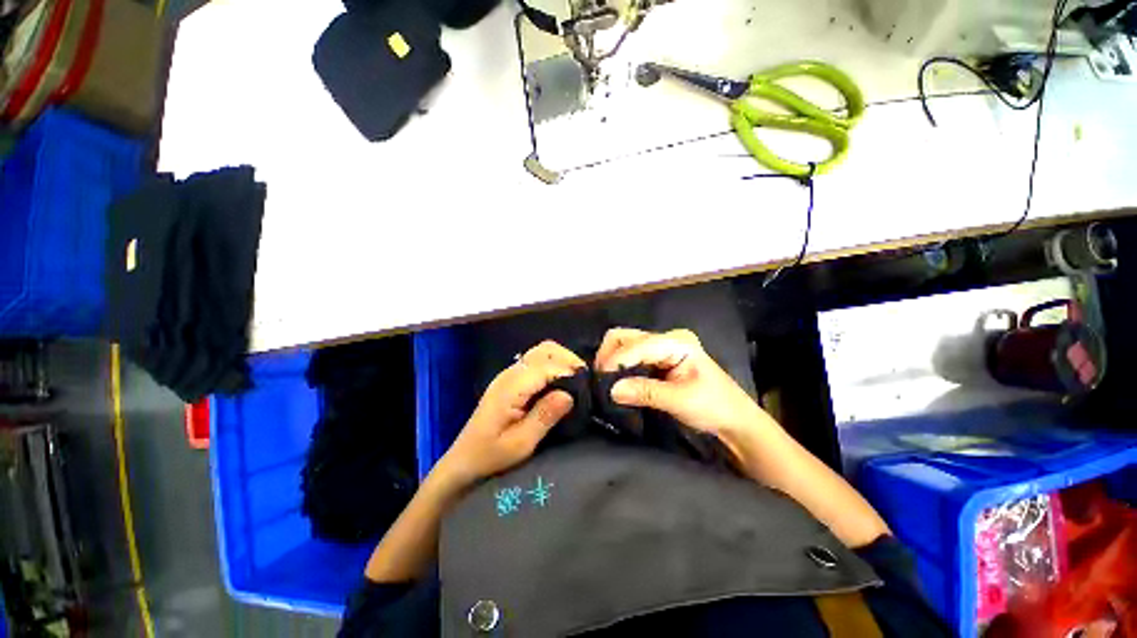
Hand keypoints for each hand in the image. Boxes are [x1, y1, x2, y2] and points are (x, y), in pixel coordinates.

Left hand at [435, 341, 583, 489]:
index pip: (547, 366)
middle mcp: (510, 373)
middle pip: (545, 349)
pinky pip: (537, 361)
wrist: (464, 460)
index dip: (569, 372)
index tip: (587, 387)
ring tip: (576, 380)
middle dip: (568, 359)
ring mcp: (509, 373)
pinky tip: (561, 382)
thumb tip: (569, 394)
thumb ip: (545, 416)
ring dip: (562, 360)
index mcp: (511, 387)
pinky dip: (554, 365)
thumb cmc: (491, 455)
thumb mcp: (521, 443)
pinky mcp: (511, 379)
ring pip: (542, 351)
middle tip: (584, 381)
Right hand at [594, 328, 767, 445]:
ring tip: (606, 383)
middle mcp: (666, 338)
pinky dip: (619, 367)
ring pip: (624, 345)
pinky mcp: (657, 358)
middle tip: (600, 382)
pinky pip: (630, 356)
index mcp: (677, 342)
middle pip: (625, 337)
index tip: (601, 383)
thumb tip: (611, 390)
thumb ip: (645, 392)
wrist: (734, 420)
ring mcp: (661, 346)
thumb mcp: (681, 401)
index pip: (636, 345)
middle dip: (608, 357)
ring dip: (611, 362)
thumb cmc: (715, 407)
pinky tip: (615, 381)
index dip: (616, 361)